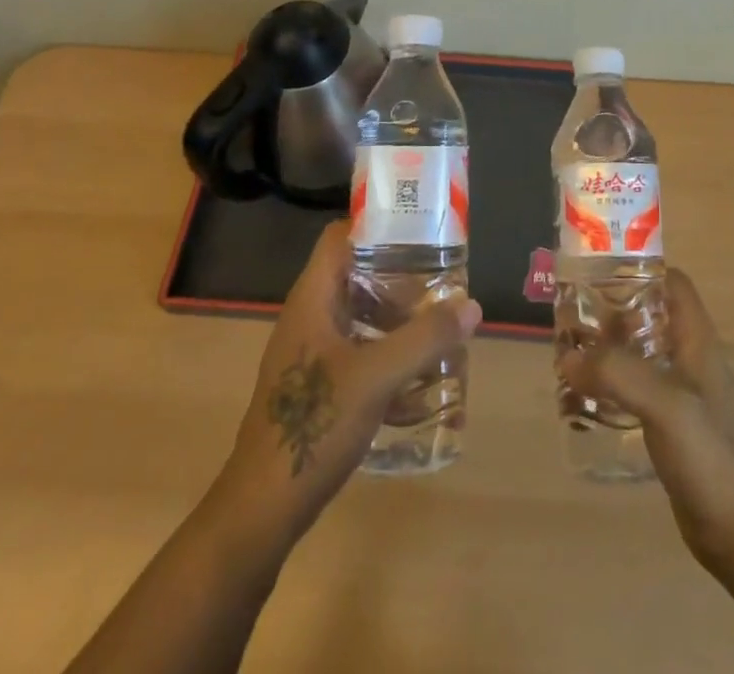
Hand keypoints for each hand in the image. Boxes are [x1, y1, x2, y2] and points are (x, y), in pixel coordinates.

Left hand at [213, 220, 480, 541]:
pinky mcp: (318, 387)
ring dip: (400, 325)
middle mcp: (310, 317)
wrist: (262, 509)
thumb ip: (425, 339)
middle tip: (444, 285)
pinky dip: (390, 361)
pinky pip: (361, 356)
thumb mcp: (376, 377)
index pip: (341, 236)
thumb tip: (471, 306)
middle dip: (403, 281)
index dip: (377, 225)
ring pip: (362, 319)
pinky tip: (424, 389)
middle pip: (358, 277)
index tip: (420, 231)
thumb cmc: (314, 426)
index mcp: (313, 299)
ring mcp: (312, 354)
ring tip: (442, 332)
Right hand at [558, 268, 733, 567]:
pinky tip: (583, 394)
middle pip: (650, 314)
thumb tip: (567, 354)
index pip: (673, 284)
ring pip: (639, 351)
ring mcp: (680, 392)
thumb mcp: (665, 404)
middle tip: (572, 314)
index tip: (599, 272)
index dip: (641, 270)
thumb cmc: (708, 455)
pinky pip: (634, 387)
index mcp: (697, 340)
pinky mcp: (668, 424)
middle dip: (612, 309)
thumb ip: (618, 373)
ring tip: (569, 350)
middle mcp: (689, 358)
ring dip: (608, 347)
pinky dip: (610, 382)